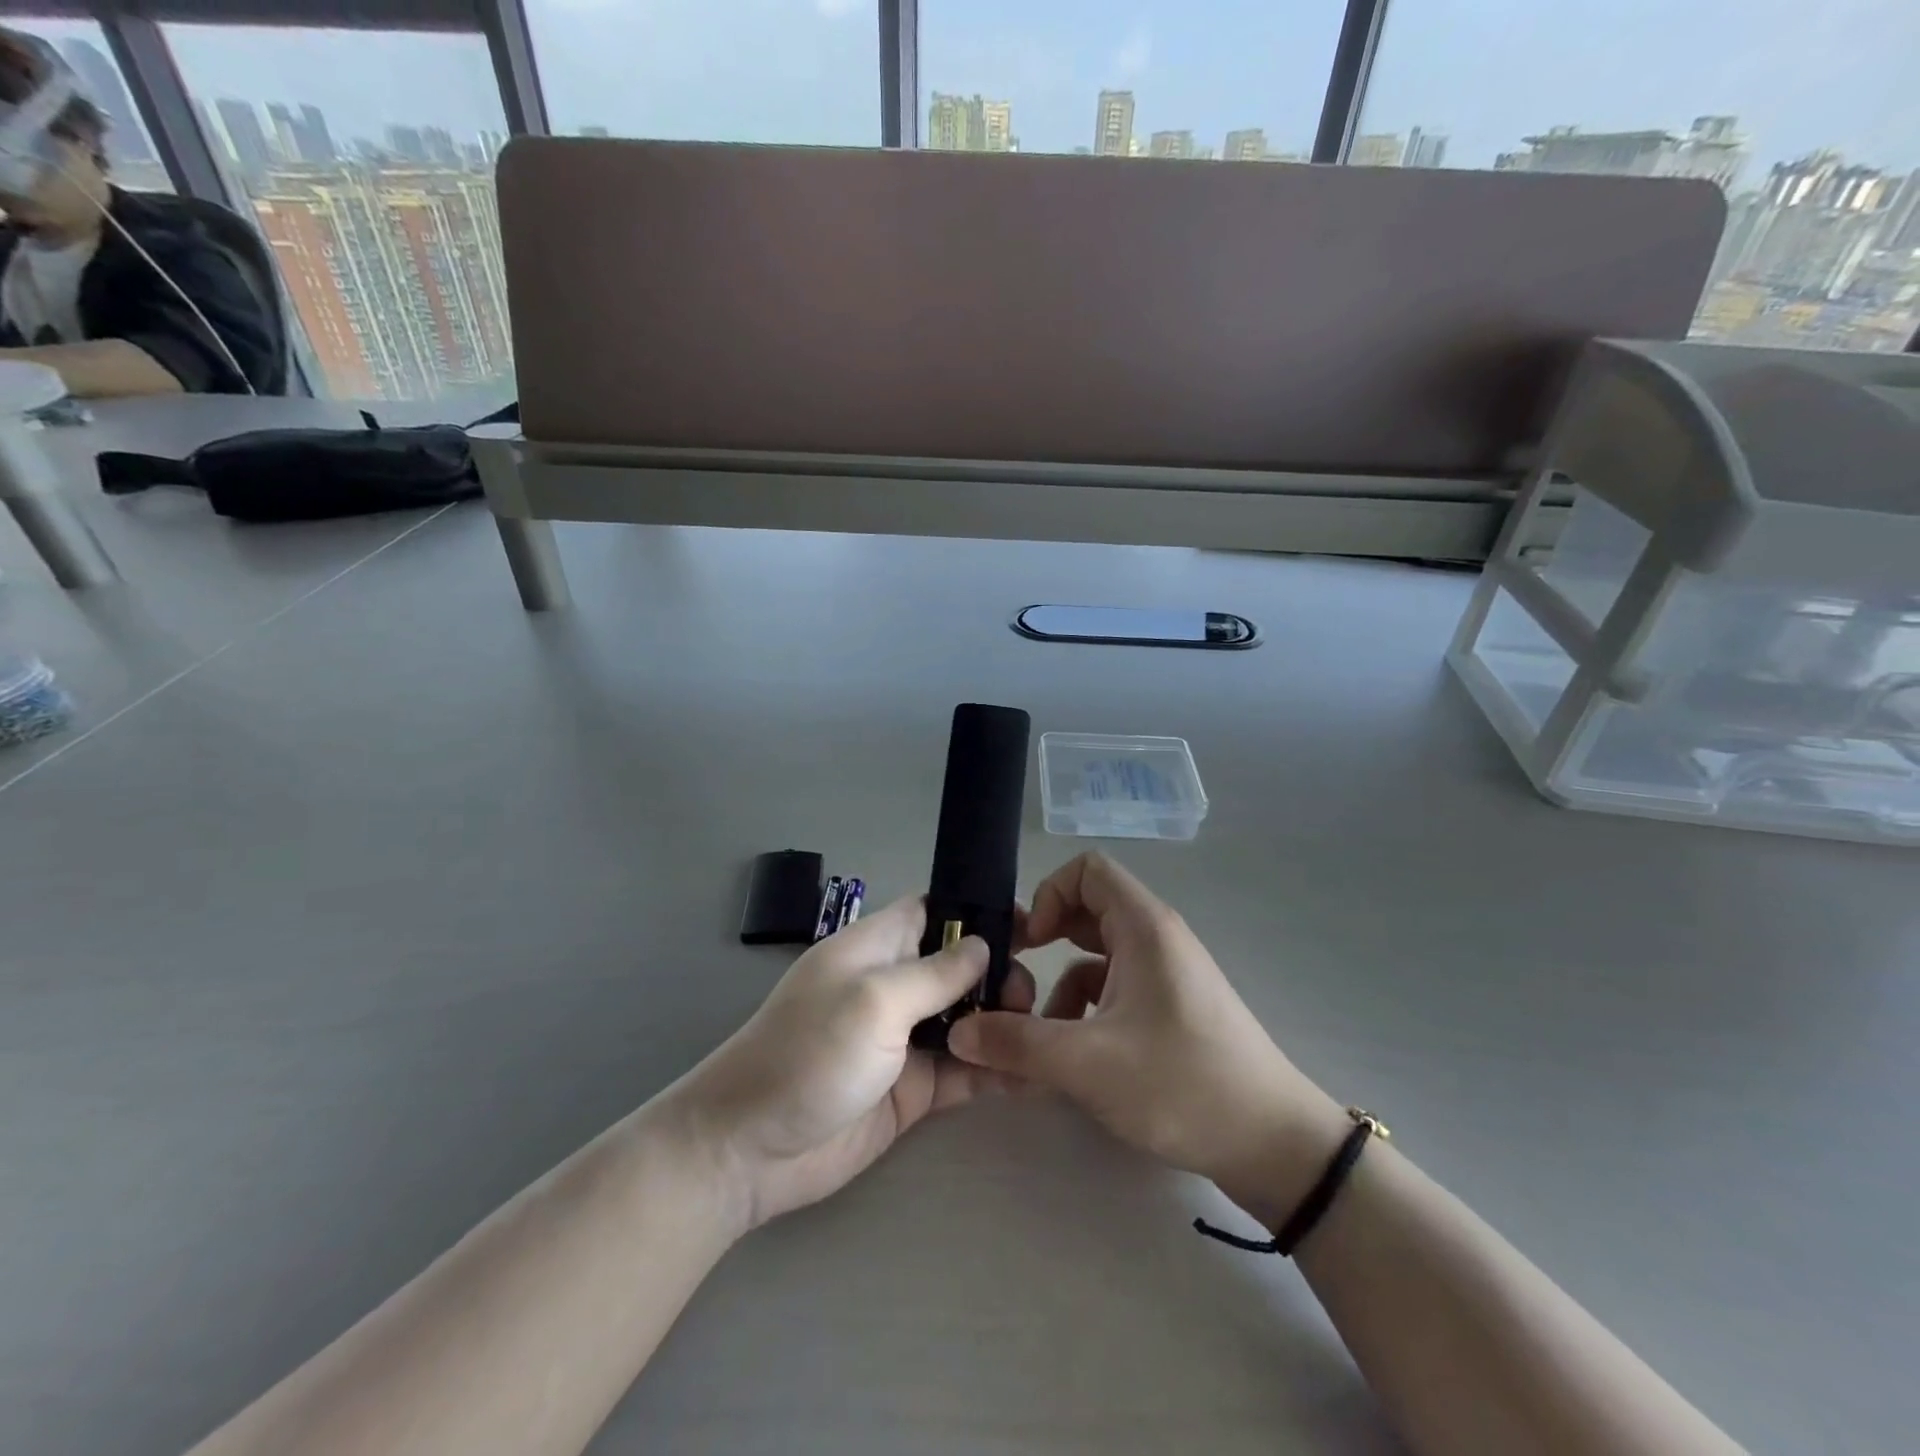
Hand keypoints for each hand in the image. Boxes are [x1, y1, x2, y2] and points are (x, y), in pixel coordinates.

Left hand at [670, 896, 1032, 1231]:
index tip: (1028, 927)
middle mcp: (894, 986)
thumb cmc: (808, 1054)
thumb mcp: (873, 1001)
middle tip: (1028, 999)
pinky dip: (995, 1070)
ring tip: (1041, 1034)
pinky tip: (1033, 1076)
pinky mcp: (913, 1088)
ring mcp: (904, 1039)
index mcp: (876, 948)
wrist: (750, 1152)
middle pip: (960, 967)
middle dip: (999, 974)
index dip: (977, 913)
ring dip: (1003, 1022)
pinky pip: (964, 1070)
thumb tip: (984, 945)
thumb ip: (934, 974)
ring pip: (968, 1018)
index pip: (933, 912)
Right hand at [948, 853, 1344, 1230]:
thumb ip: (1016, 1043)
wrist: (1274, 1145)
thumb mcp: (1087, 1064)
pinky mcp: (1171, 1009)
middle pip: (1088, 911)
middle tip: (1015, 982)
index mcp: (1144, 928)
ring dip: (1061, 986)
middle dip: (1046, 941)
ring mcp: (1167, 974)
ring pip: (1097, 956)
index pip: (1087, 870)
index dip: (1050, 894)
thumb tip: (957, 1032)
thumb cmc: (1182, 1084)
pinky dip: (1086, 1011)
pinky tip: (1074, 1059)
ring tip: (1039, 1036)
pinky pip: (1115, 989)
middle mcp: (1156, 939)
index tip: (1031, 944)